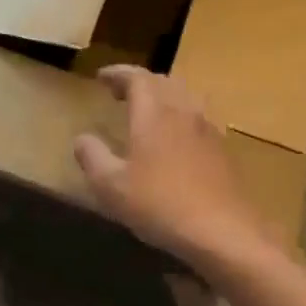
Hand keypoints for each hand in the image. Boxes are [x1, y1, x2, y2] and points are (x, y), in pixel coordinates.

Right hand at [74, 66, 275, 266]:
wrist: (223, 231)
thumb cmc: (160, 204)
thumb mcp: (111, 186)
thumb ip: (92, 157)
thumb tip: (82, 138)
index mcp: (154, 112)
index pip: (136, 78)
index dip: (118, 73)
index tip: (101, 77)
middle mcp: (183, 111)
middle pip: (163, 82)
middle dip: (140, 82)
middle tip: (121, 93)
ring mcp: (208, 130)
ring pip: (185, 97)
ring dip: (164, 96)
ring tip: (149, 111)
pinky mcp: (223, 150)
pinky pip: (199, 118)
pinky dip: (181, 116)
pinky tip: (175, 139)